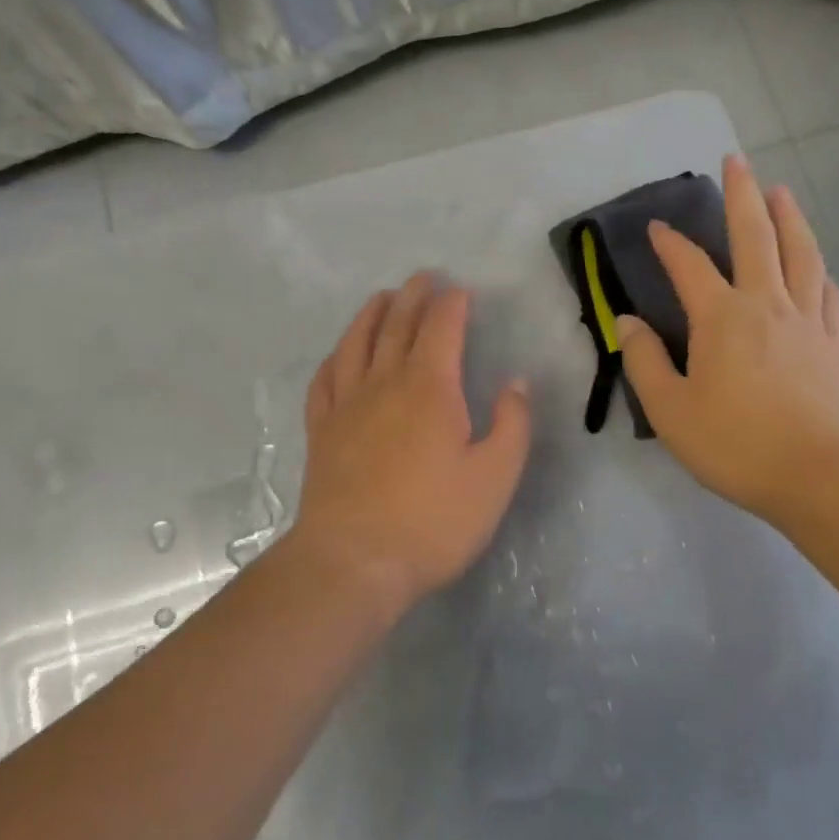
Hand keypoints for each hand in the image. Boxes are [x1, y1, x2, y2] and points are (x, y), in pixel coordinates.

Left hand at [290, 272, 532, 616]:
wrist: (353, 561)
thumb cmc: (433, 521)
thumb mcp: (495, 477)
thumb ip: (512, 424)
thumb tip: (516, 382)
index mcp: (430, 387)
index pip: (442, 327)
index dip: (453, 303)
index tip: (462, 290)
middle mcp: (385, 382)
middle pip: (398, 324)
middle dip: (414, 296)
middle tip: (424, 278)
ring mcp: (347, 404)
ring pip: (357, 342)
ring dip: (371, 314)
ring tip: (382, 298)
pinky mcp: (322, 430)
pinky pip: (325, 379)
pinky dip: (335, 357)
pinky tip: (339, 354)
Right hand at [616, 153, 838, 525]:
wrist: (819, 476)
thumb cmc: (735, 443)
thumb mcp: (670, 409)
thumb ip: (645, 361)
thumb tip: (627, 323)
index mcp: (722, 317)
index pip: (689, 266)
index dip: (670, 243)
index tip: (656, 227)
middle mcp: (766, 304)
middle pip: (756, 236)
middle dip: (743, 195)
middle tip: (737, 160)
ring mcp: (807, 320)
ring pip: (800, 254)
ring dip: (789, 217)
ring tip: (781, 191)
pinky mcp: (833, 343)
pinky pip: (827, 294)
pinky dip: (818, 270)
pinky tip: (817, 266)